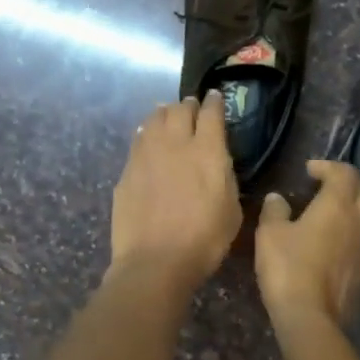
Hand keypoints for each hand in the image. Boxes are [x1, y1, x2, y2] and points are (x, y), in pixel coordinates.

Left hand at [109, 91, 242, 290]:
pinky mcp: (127, 170)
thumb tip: (218, 164)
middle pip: (180, 109)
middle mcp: (175, 143)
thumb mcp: (232, 210)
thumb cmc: (203, 241)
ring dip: (164, 114)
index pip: (211, 113)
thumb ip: (226, 178)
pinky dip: (146, 134)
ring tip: (168, 117)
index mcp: (208, 151)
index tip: (215, 98)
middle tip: (192, 110)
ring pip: (154, 119)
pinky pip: (138, 140)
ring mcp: (146, 154)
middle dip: (188, 106)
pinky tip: (148, 141)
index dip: (215, 103)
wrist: (154, 261)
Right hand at [256, 160, 359, 326]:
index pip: (345, 172)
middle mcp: (358, 224)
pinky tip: (323, 258)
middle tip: (332, 189)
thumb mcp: (270, 234)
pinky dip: (345, 245)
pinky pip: (358, 250)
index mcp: (337, 207)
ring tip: (322, 227)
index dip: (328, 166)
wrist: (309, 317)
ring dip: (349, 217)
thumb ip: (275, 211)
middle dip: (356, 184)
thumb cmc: (288, 267)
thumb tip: (278, 199)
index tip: (310, 171)